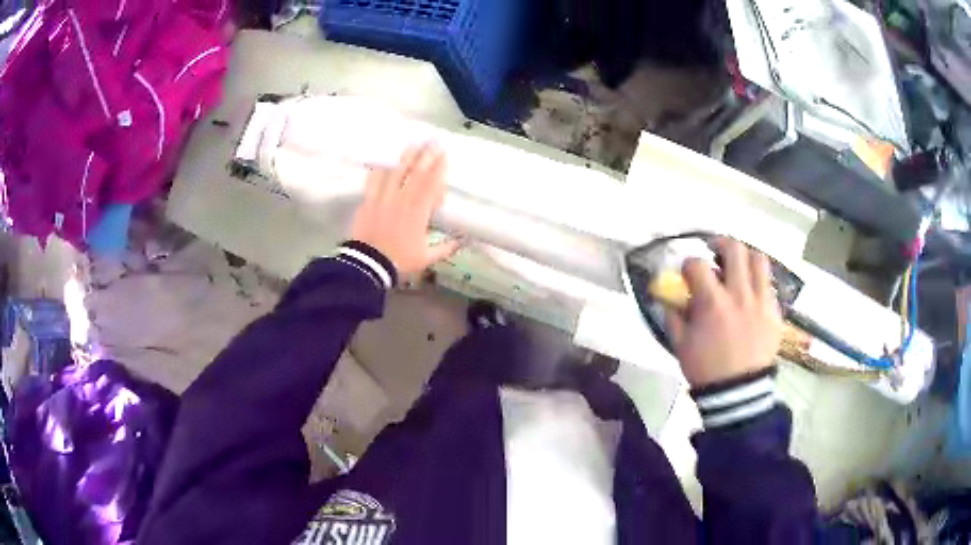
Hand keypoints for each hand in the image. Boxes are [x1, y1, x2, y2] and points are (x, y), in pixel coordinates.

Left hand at [351, 143, 460, 278]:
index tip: (444, 155)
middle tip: (433, 142)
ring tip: (413, 144)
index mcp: (418, 212)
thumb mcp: (426, 258)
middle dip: (425, 156)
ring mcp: (383, 198)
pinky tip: (384, 161)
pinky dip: (380, 169)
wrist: (368, 265)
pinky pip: (374, 180)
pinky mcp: (368, 201)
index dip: (438, 168)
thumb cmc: (399, 261)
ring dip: (405, 157)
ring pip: (395, 172)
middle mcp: (401, 200)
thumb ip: (445, 247)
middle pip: (415, 173)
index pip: (431, 184)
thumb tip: (464, 240)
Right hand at [667, 238, 782, 387]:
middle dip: (721, 244)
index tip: (688, 274)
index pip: (697, 264)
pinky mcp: (775, 313)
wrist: (739, 394)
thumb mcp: (680, 345)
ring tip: (739, 267)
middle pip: (734, 249)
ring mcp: (761, 302)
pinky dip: (759, 283)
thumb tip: (668, 297)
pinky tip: (752, 295)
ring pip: (759, 260)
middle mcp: (739, 294)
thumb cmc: (706, 370)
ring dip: (746, 258)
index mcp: (713, 303)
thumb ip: (673, 316)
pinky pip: (769, 286)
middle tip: (716, 253)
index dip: (689, 264)